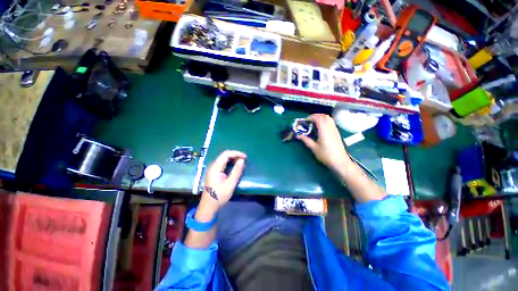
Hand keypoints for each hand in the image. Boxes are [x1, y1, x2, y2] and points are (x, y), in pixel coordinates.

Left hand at [200, 150, 245, 212]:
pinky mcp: (214, 173)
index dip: (236, 153)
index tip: (245, 157)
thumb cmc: (219, 196)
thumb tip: (242, 160)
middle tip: (244, 159)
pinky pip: (222, 164)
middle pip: (224, 155)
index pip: (226, 154)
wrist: (208, 207)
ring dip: (233, 158)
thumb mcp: (230, 184)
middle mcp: (213, 166)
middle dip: (235, 155)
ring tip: (241, 161)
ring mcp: (213, 169)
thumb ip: (236, 171)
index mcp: (215, 168)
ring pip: (223, 159)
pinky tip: (235, 166)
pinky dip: (230, 163)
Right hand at [298, 114, 350, 171]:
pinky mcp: (337, 133)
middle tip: (309, 120)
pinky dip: (325, 121)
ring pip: (329, 118)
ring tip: (314, 122)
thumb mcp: (314, 148)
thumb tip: (298, 135)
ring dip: (321, 117)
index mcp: (324, 130)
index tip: (305, 120)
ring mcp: (335, 130)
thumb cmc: (326, 155)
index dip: (311, 117)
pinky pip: (331, 122)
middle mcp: (330, 128)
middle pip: (324, 116)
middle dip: (316, 116)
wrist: (340, 162)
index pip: (318, 118)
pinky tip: (321, 127)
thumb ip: (306, 140)